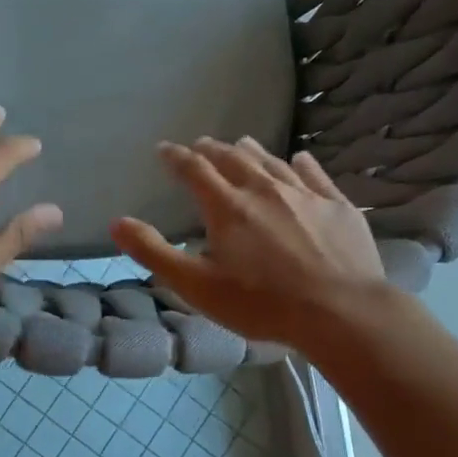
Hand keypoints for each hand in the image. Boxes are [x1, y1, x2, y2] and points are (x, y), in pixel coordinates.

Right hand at [108, 137, 388, 348]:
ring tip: (241, 143)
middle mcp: (264, 190)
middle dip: (212, 150)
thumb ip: (153, 251)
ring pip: (272, 162)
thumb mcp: (195, 285)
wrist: (341, 312)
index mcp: (227, 207)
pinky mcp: (337, 206)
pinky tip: (299, 158)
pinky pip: (315, 175)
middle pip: (233, 159)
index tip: (163, 150)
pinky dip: (302, 164)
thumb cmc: (261, 303)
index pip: (194, 170)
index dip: (176, 157)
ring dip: (251, 151)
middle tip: (200, 145)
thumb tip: (116, 221)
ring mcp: (305, 195)